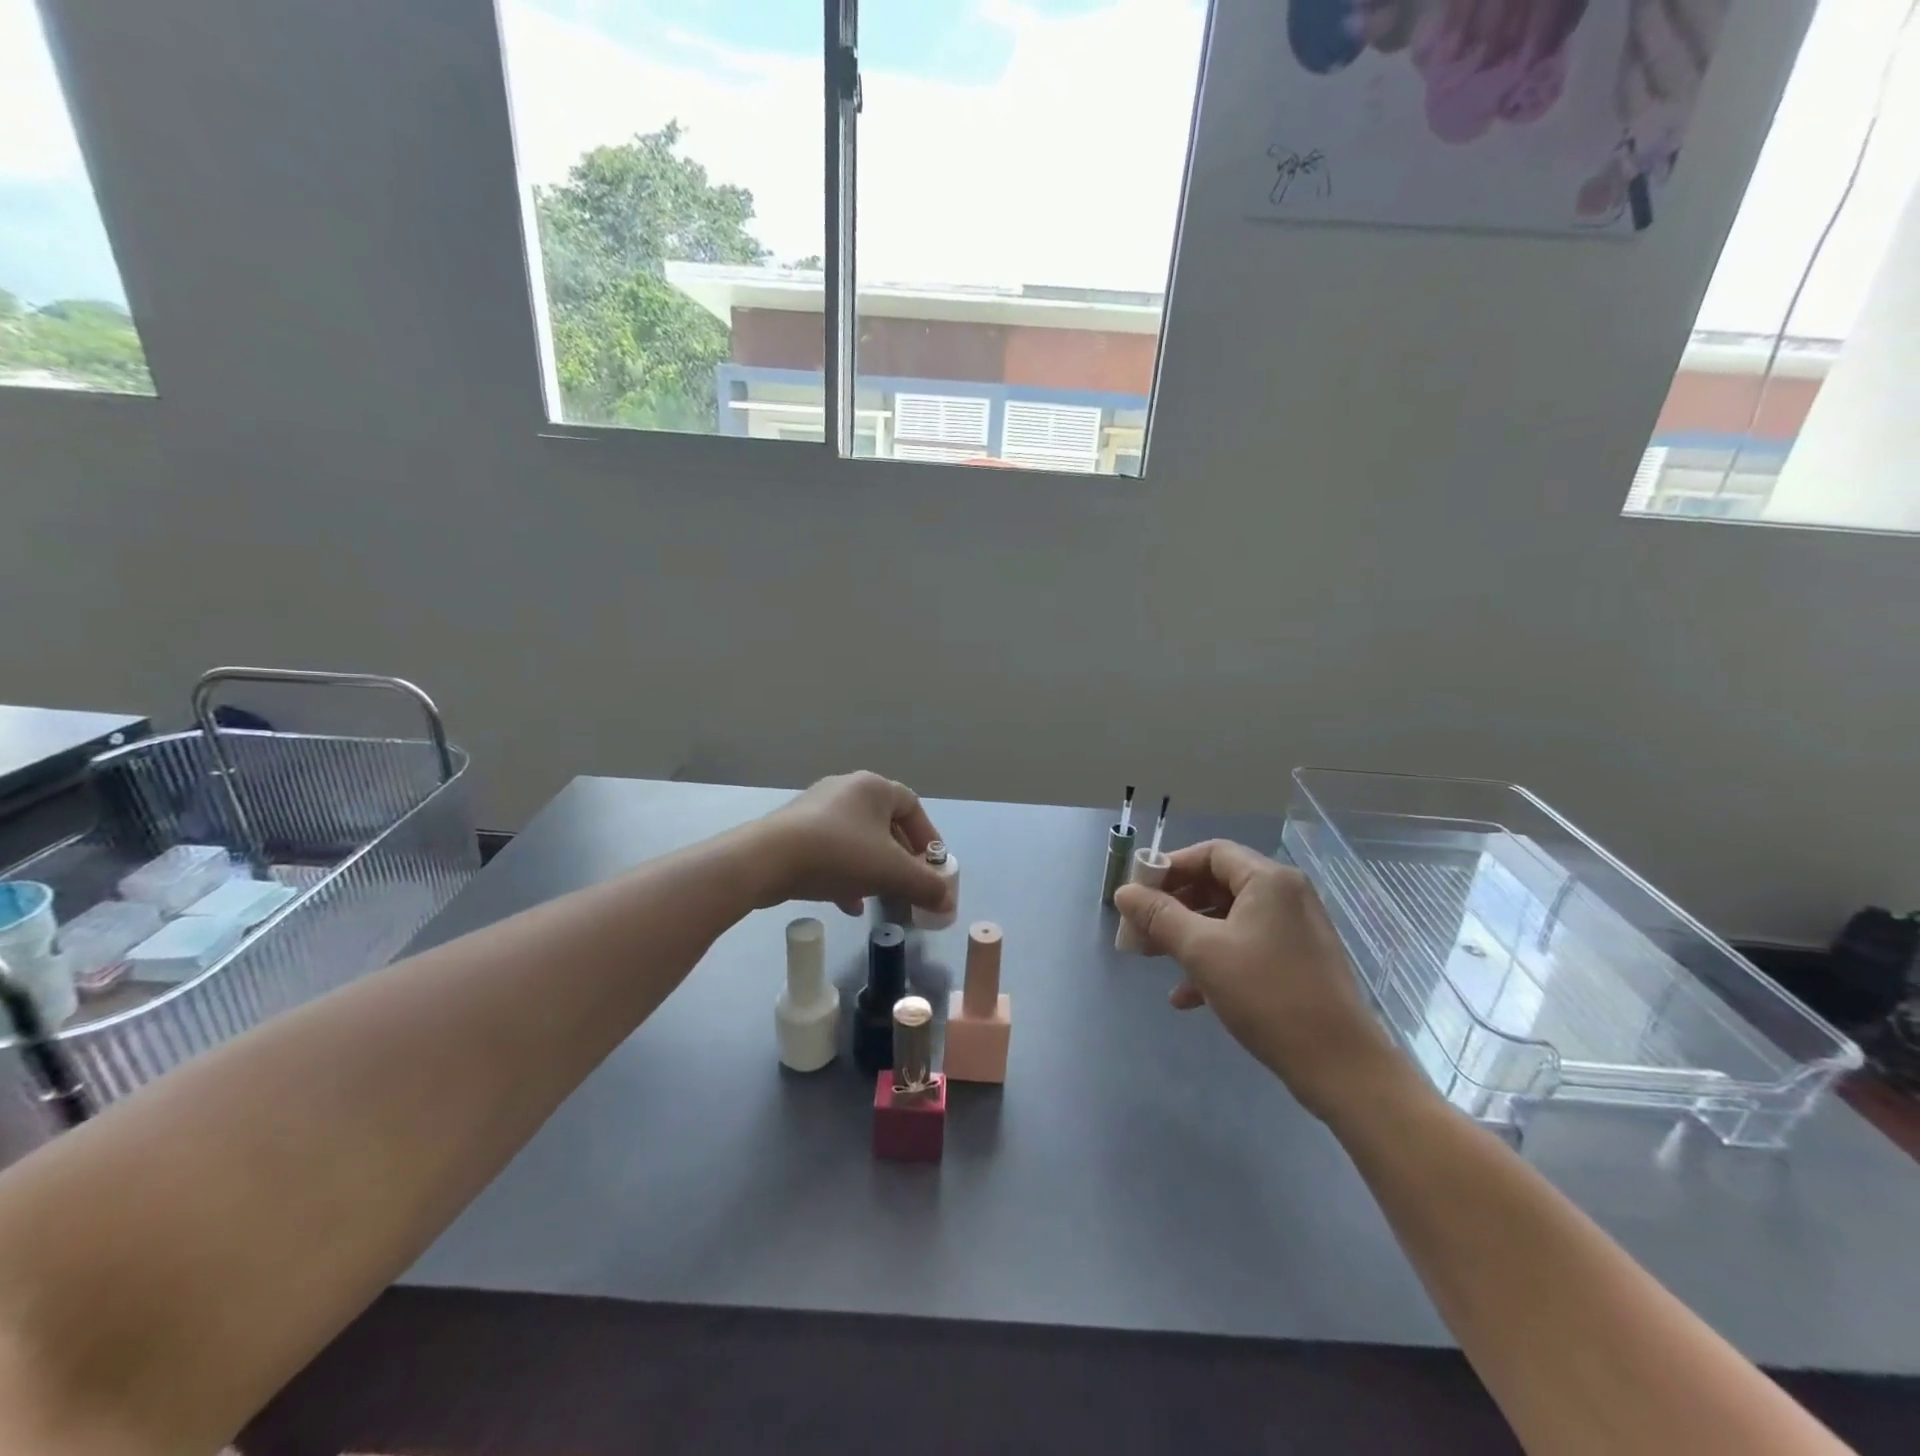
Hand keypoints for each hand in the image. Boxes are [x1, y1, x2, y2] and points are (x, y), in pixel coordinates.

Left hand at [752, 772, 952, 916]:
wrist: (767, 860)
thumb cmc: (839, 854)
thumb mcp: (891, 872)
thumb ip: (925, 885)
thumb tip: (948, 902)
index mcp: (873, 787)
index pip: (913, 806)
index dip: (927, 837)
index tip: (932, 866)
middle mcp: (846, 789)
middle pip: (884, 824)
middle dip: (899, 858)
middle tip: (907, 884)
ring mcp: (816, 808)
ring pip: (857, 839)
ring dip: (872, 868)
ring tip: (879, 896)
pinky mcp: (794, 830)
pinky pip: (831, 850)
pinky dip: (845, 874)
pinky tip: (849, 904)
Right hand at [1114, 840, 1405, 1119]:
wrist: (1340, 1066)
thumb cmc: (1268, 995)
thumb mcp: (1203, 951)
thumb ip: (1159, 916)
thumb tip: (1123, 892)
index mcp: (1268, 880)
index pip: (1210, 853)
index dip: (1169, 867)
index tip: (1138, 893)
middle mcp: (1285, 895)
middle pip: (1217, 884)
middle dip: (1173, 906)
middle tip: (1140, 928)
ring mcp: (1293, 929)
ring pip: (1227, 918)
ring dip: (1188, 935)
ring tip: (1154, 959)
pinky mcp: (1296, 962)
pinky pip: (1245, 946)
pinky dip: (1214, 960)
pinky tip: (1186, 996)